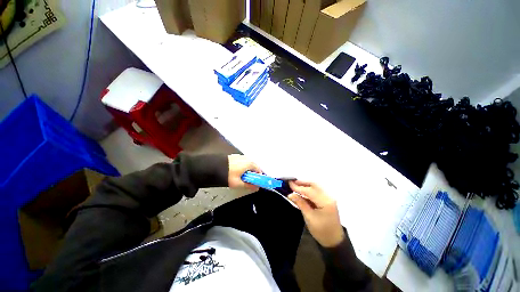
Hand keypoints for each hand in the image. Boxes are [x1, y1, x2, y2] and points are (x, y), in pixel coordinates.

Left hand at [227, 154, 261, 190]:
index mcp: (250, 163)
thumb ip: (249, 185)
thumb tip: (256, 188)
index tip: (255, 183)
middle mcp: (247, 158)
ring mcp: (241, 156)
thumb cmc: (227, 174)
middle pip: (254, 167)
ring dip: (247, 171)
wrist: (213, 166)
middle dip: (252, 174)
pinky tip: (236, 172)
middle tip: (247, 181)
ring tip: (240, 177)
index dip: (258, 178)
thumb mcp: (238, 183)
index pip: (259, 171)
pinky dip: (242, 167)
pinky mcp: (236, 156)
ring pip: (248, 164)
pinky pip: (243, 162)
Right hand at [288, 181, 344, 247]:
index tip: (289, 183)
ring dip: (305, 185)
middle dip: (302, 182)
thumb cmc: (321, 231)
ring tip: (295, 185)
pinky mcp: (327, 199)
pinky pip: (317, 191)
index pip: (309, 191)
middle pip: (314, 184)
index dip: (298, 187)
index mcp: (325, 202)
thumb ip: (300, 203)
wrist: (333, 240)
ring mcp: (329, 197)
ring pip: (316, 186)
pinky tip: (302, 191)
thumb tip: (290, 194)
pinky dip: (309, 189)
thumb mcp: (309, 217)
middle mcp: (329, 197)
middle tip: (292, 182)